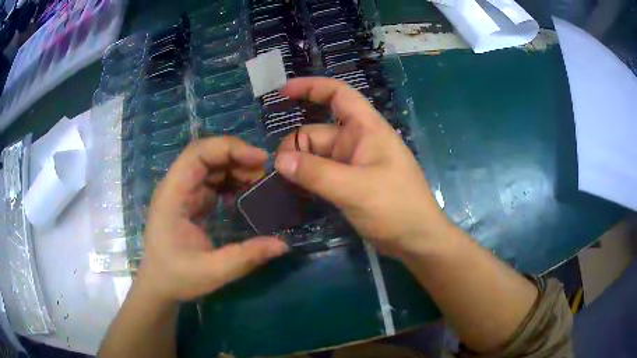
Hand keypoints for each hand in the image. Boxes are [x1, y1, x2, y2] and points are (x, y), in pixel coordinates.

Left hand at [137, 137, 287, 302]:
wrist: (158, 285)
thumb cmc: (177, 277)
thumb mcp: (212, 272)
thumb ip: (246, 257)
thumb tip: (283, 244)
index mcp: (173, 195)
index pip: (197, 153)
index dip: (228, 148)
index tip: (260, 159)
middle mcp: (176, 186)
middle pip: (205, 154)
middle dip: (237, 156)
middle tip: (265, 172)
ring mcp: (183, 192)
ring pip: (211, 165)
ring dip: (236, 168)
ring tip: (260, 182)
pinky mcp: (190, 200)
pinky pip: (212, 180)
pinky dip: (231, 181)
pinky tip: (246, 193)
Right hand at [275, 77, 448, 256]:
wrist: (417, 240)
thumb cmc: (396, 208)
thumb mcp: (355, 188)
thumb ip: (316, 173)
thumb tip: (279, 161)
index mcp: (367, 129)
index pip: (339, 95)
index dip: (312, 87)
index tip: (283, 92)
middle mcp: (359, 142)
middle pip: (318, 132)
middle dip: (296, 146)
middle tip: (276, 172)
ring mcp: (354, 164)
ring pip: (318, 156)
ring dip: (299, 166)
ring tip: (279, 184)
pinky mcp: (351, 184)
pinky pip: (323, 174)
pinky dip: (308, 179)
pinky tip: (293, 191)